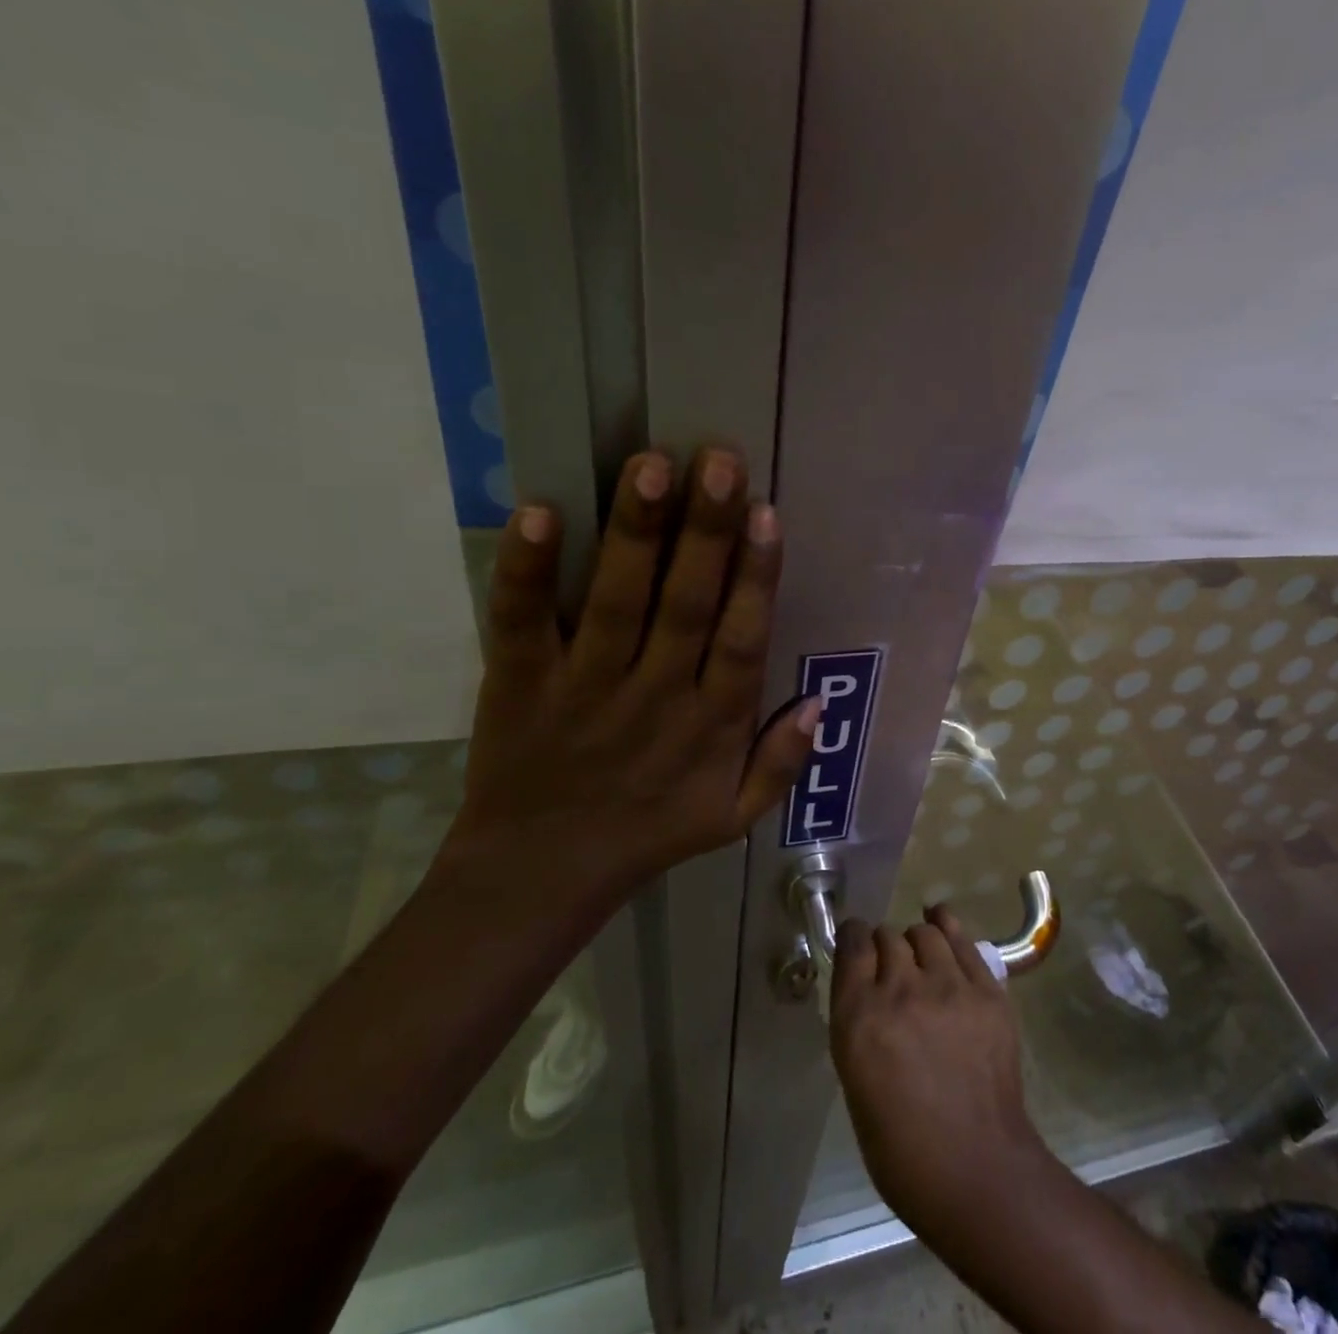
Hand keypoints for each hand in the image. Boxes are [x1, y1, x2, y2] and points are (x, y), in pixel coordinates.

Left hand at [438, 446, 818, 915]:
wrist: (539, 876)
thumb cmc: (647, 835)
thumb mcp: (733, 818)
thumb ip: (781, 764)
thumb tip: (818, 703)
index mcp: (710, 726)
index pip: (741, 641)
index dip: (756, 578)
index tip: (766, 515)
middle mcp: (654, 696)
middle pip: (686, 605)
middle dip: (705, 532)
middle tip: (718, 461)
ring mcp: (583, 686)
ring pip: (615, 600)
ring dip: (635, 533)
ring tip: (650, 466)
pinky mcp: (519, 682)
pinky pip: (522, 621)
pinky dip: (527, 570)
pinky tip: (539, 513)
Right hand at [829, 905, 1050, 1235]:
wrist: (976, 1169)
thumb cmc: (901, 1147)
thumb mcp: (856, 1081)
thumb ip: (859, 1023)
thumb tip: (867, 991)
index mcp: (859, 1018)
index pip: (851, 945)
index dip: (853, 938)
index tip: (856, 944)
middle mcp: (901, 990)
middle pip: (887, 936)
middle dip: (884, 947)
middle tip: (891, 968)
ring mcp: (949, 987)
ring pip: (925, 934)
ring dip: (916, 942)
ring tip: (921, 957)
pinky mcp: (987, 991)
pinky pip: (963, 941)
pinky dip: (948, 928)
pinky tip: (943, 925)